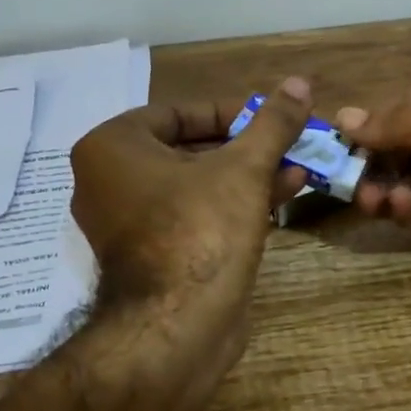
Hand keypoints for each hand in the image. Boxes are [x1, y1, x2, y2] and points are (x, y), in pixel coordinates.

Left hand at [70, 79, 312, 368]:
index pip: (177, 113)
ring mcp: (131, 224)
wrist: (178, 328)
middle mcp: (110, 182)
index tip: (270, 115)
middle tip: (289, 141)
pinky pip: (195, 216)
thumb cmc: (200, 229)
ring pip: (197, 186)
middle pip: (190, 150)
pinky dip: (234, 204)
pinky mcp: (154, 257)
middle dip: (246, 147)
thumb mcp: (244, 167)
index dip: (230, 111)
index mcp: (112, 148)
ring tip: (299, 166)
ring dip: (248, 175)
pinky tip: (284, 194)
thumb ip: (271, 123)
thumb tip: (300, 82)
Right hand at [336, 54, 410, 256]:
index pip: (408, 105)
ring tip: (375, 196)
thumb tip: (344, 120)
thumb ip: (407, 118)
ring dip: (391, 187)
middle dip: (377, 160)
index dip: (373, 124)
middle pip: (408, 145)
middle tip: (347, 179)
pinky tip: (398, 210)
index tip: (337, 144)